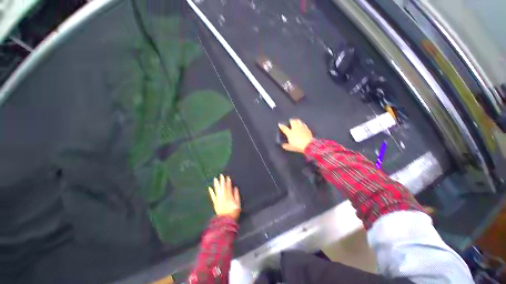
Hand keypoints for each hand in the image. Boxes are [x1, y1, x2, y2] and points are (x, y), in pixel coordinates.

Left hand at [208, 174, 240, 219]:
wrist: (226, 221)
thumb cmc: (233, 212)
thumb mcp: (238, 204)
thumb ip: (236, 195)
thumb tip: (235, 188)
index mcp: (229, 197)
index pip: (228, 187)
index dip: (228, 182)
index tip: (227, 177)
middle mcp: (223, 197)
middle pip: (222, 187)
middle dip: (222, 181)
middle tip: (221, 175)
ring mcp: (218, 200)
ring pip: (217, 190)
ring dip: (216, 184)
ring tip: (215, 179)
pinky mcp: (215, 203)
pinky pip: (213, 197)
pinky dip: (211, 192)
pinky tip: (209, 188)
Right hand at [278, 119, 312, 152]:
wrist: (308, 145)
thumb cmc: (299, 146)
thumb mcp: (290, 147)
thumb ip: (286, 146)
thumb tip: (283, 145)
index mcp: (290, 133)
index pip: (284, 128)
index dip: (281, 125)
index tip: (280, 124)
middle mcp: (295, 129)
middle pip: (292, 121)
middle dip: (290, 120)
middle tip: (290, 121)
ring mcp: (301, 128)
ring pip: (298, 121)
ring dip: (296, 120)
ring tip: (296, 121)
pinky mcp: (307, 129)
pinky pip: (304, 124)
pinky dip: (302, 124)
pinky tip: (302, 125)